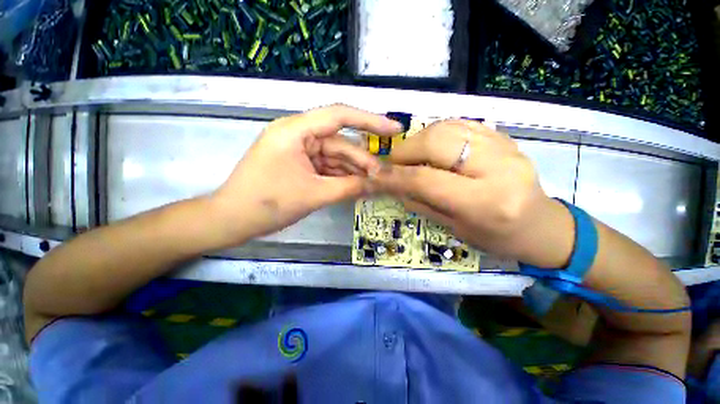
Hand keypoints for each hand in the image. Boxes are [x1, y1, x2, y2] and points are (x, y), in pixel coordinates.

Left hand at [212, 104, 401, 240]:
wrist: (232, 219)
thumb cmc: (268, 204)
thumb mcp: (314, 195)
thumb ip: (349, 187)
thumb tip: (377, 184)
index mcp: (296, 130)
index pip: (340, 116)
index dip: (371, 121)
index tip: (395, 129)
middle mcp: (298, 134)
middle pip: (340, 143)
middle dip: (362, 160)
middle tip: (383, 175)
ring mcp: (299, 150)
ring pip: (334, 157)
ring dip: (353, 170)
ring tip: (373, 183)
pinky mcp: (299, 164)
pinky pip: (326, 167)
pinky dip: (341, 176)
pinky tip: (356, 186)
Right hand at [370, 119, 572, 265]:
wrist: (541, 225)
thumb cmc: (495, 237)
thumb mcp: (453, 228)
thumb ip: (420, 202)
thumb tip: (392, 182)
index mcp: (484, 201)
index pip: (426, 179)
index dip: (395, 175)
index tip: (375, 174)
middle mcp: (497, 168)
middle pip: (436, 143)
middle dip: (405, 151)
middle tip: (393, 163)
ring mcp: (504, 146)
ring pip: (446, 127)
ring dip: (418, 140)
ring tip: (410, 156)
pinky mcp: (504, 136)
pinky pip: (460, 124)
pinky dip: (437, 133)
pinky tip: (431, 147)